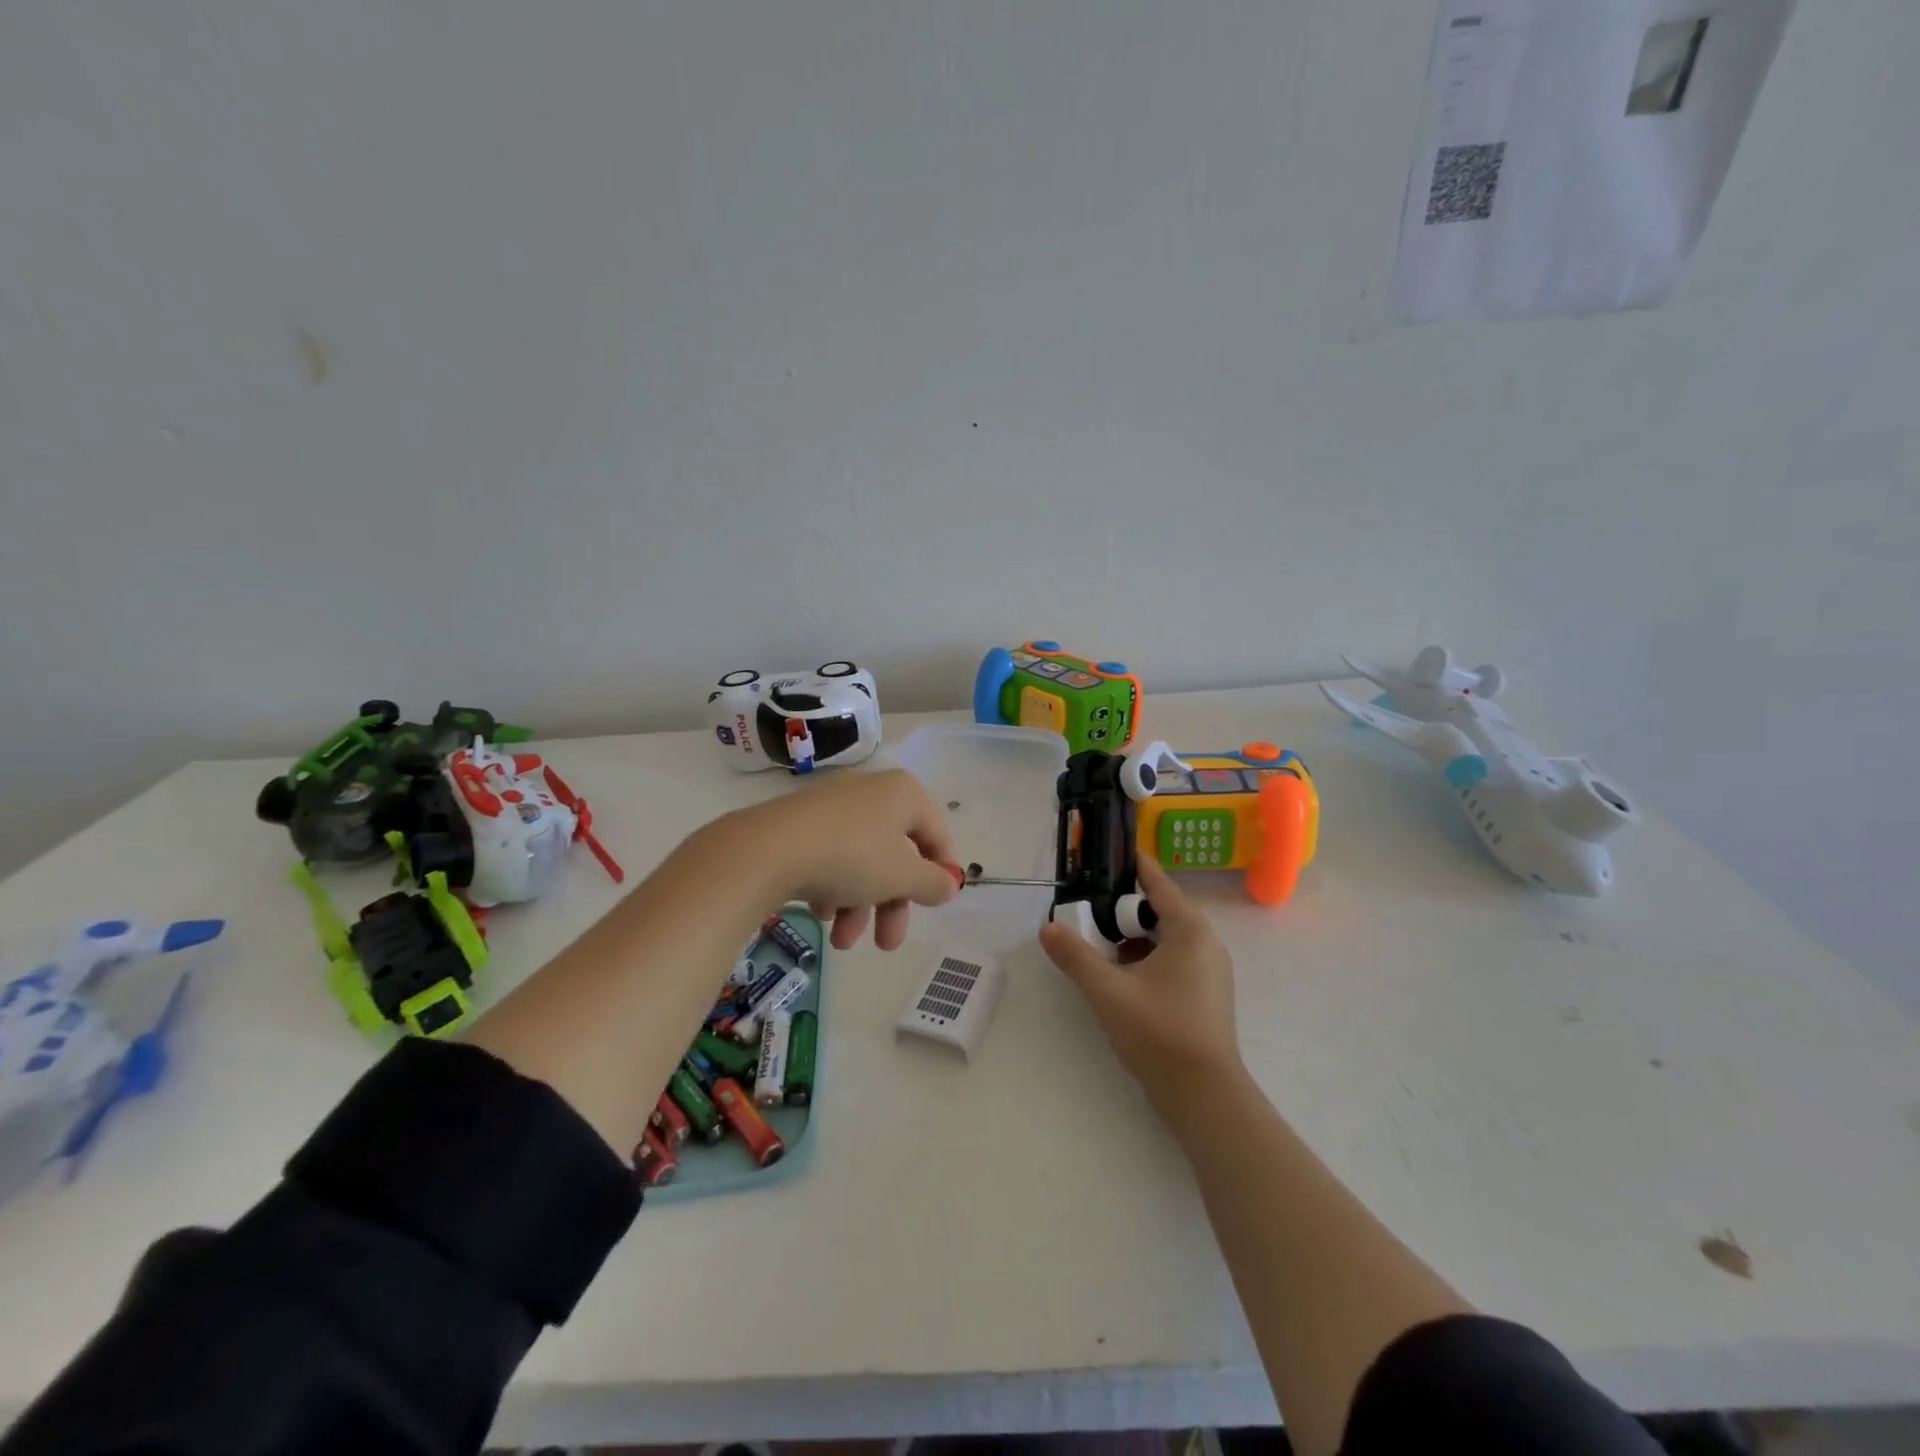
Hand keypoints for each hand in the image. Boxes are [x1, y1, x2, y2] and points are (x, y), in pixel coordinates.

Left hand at [718, 769, 957, 950]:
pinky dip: (833, 888)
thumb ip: (932, 883)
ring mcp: (832, 806)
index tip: (939, 904)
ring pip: (861, 861)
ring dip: (859, 906)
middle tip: (888, 944)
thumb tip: (950, 884)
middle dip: (892, 905)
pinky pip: (830, 857)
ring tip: (841, 942)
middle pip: (896, 854)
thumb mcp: (902, 876)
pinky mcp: (799, 823)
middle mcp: (870, 792)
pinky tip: (821, 914)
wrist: (766, 850)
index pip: (936, 832)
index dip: (942, 870)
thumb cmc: (850, 857)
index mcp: (903, 794)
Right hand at [1039, 854, 1241, 1112]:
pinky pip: (1173, 959)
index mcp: (1189, 930)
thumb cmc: (1159, 1033)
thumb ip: (1075, 956)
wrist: (1204, 1097)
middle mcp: (1206, 943)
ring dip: (1132, 937)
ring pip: (1165, 937)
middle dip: (1122, 908)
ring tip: (1097, 943)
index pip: (1157, 882)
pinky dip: (1146, 957)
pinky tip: (1120, 975)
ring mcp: (1210, 971)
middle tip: (1086, 906)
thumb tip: (1047, 928)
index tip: (1104, 854)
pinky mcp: (1206, 994)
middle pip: (1159, 910)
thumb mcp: (1108, 991)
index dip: (1130, 865)